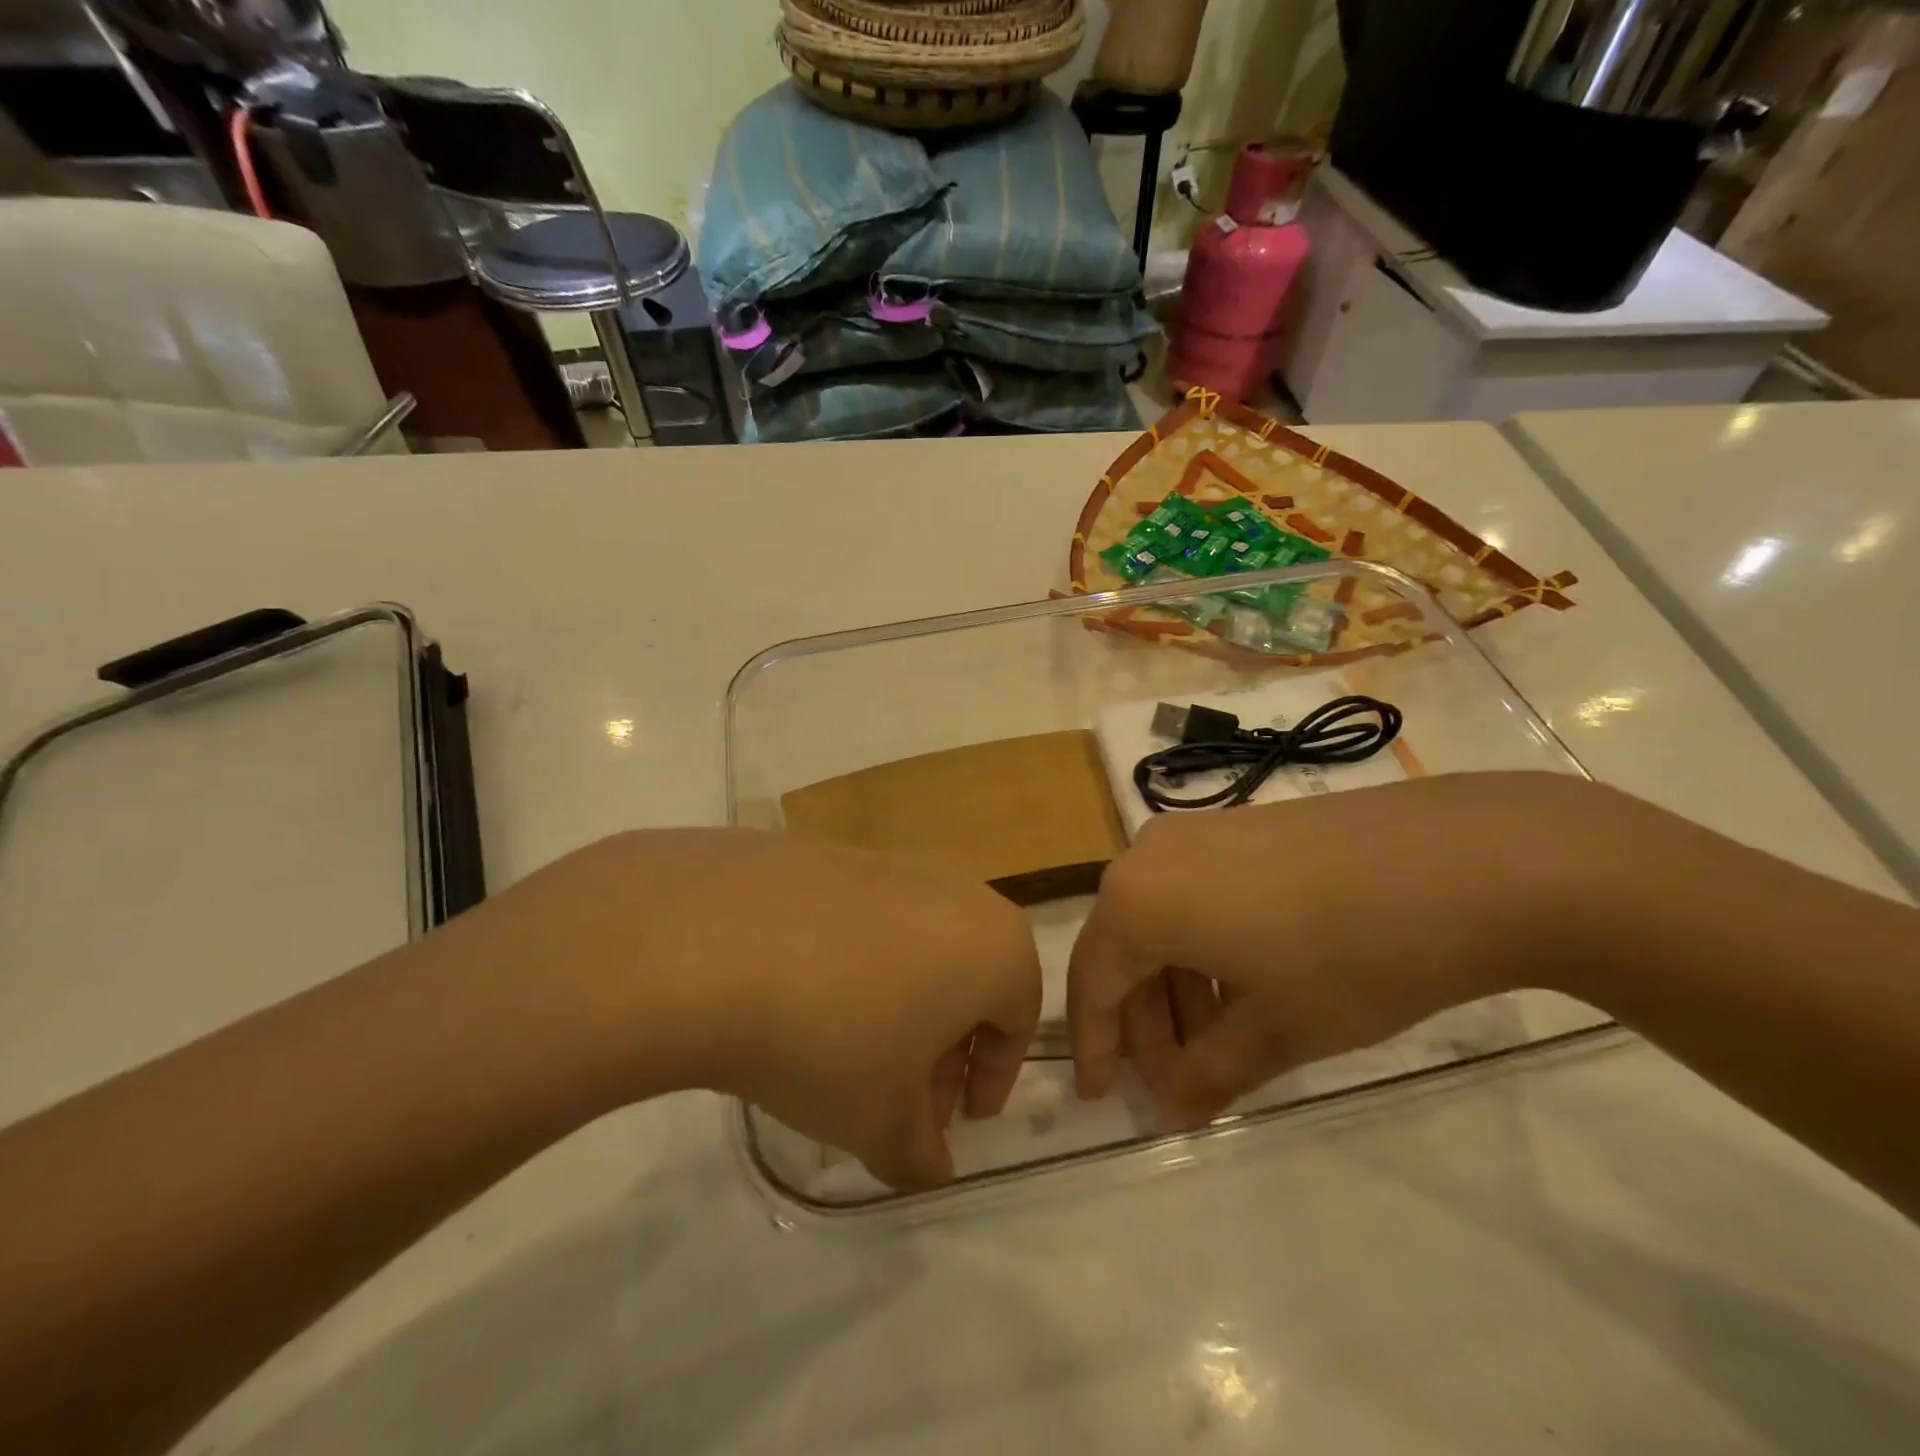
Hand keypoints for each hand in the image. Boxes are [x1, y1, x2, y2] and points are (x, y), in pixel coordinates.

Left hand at [495, 829, 1040, 1189]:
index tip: (955, 1118)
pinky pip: (862, 916)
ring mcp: (889, 861)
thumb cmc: (830, 1038)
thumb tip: (929, 1163)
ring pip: (916, 942)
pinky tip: (798, 996)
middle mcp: (954, 889)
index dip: (991, 1077)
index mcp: (993, 944)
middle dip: (944, 1042)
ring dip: (898, 1000)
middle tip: (899, 1094)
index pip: (1018, 1018)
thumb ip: (919, 1154)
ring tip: (843, 1050)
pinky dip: (851, 960)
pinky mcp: (829, 851)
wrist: (712, 942)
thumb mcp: (880, 1122)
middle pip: (968, 975)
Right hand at [1068, 773, 1601, 1128]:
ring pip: (1161, 919)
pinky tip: (1249, 983)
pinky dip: (1204, 946)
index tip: (1100, 1098)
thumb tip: (1170, 1111)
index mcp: (1137, 901)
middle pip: (1124, 948)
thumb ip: (1209, 1074)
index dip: (1097, 1046)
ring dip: (1179, 987)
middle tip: (1179, 1080)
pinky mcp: (1238, 825)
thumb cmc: (1351, 956)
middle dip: (1146, 1023)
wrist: (1462, 861)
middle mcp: (1149, 855)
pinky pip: (1194, 892)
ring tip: (1224, 1041)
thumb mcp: (1278, 1030)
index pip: (1093, 984)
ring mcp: (1195, 832)